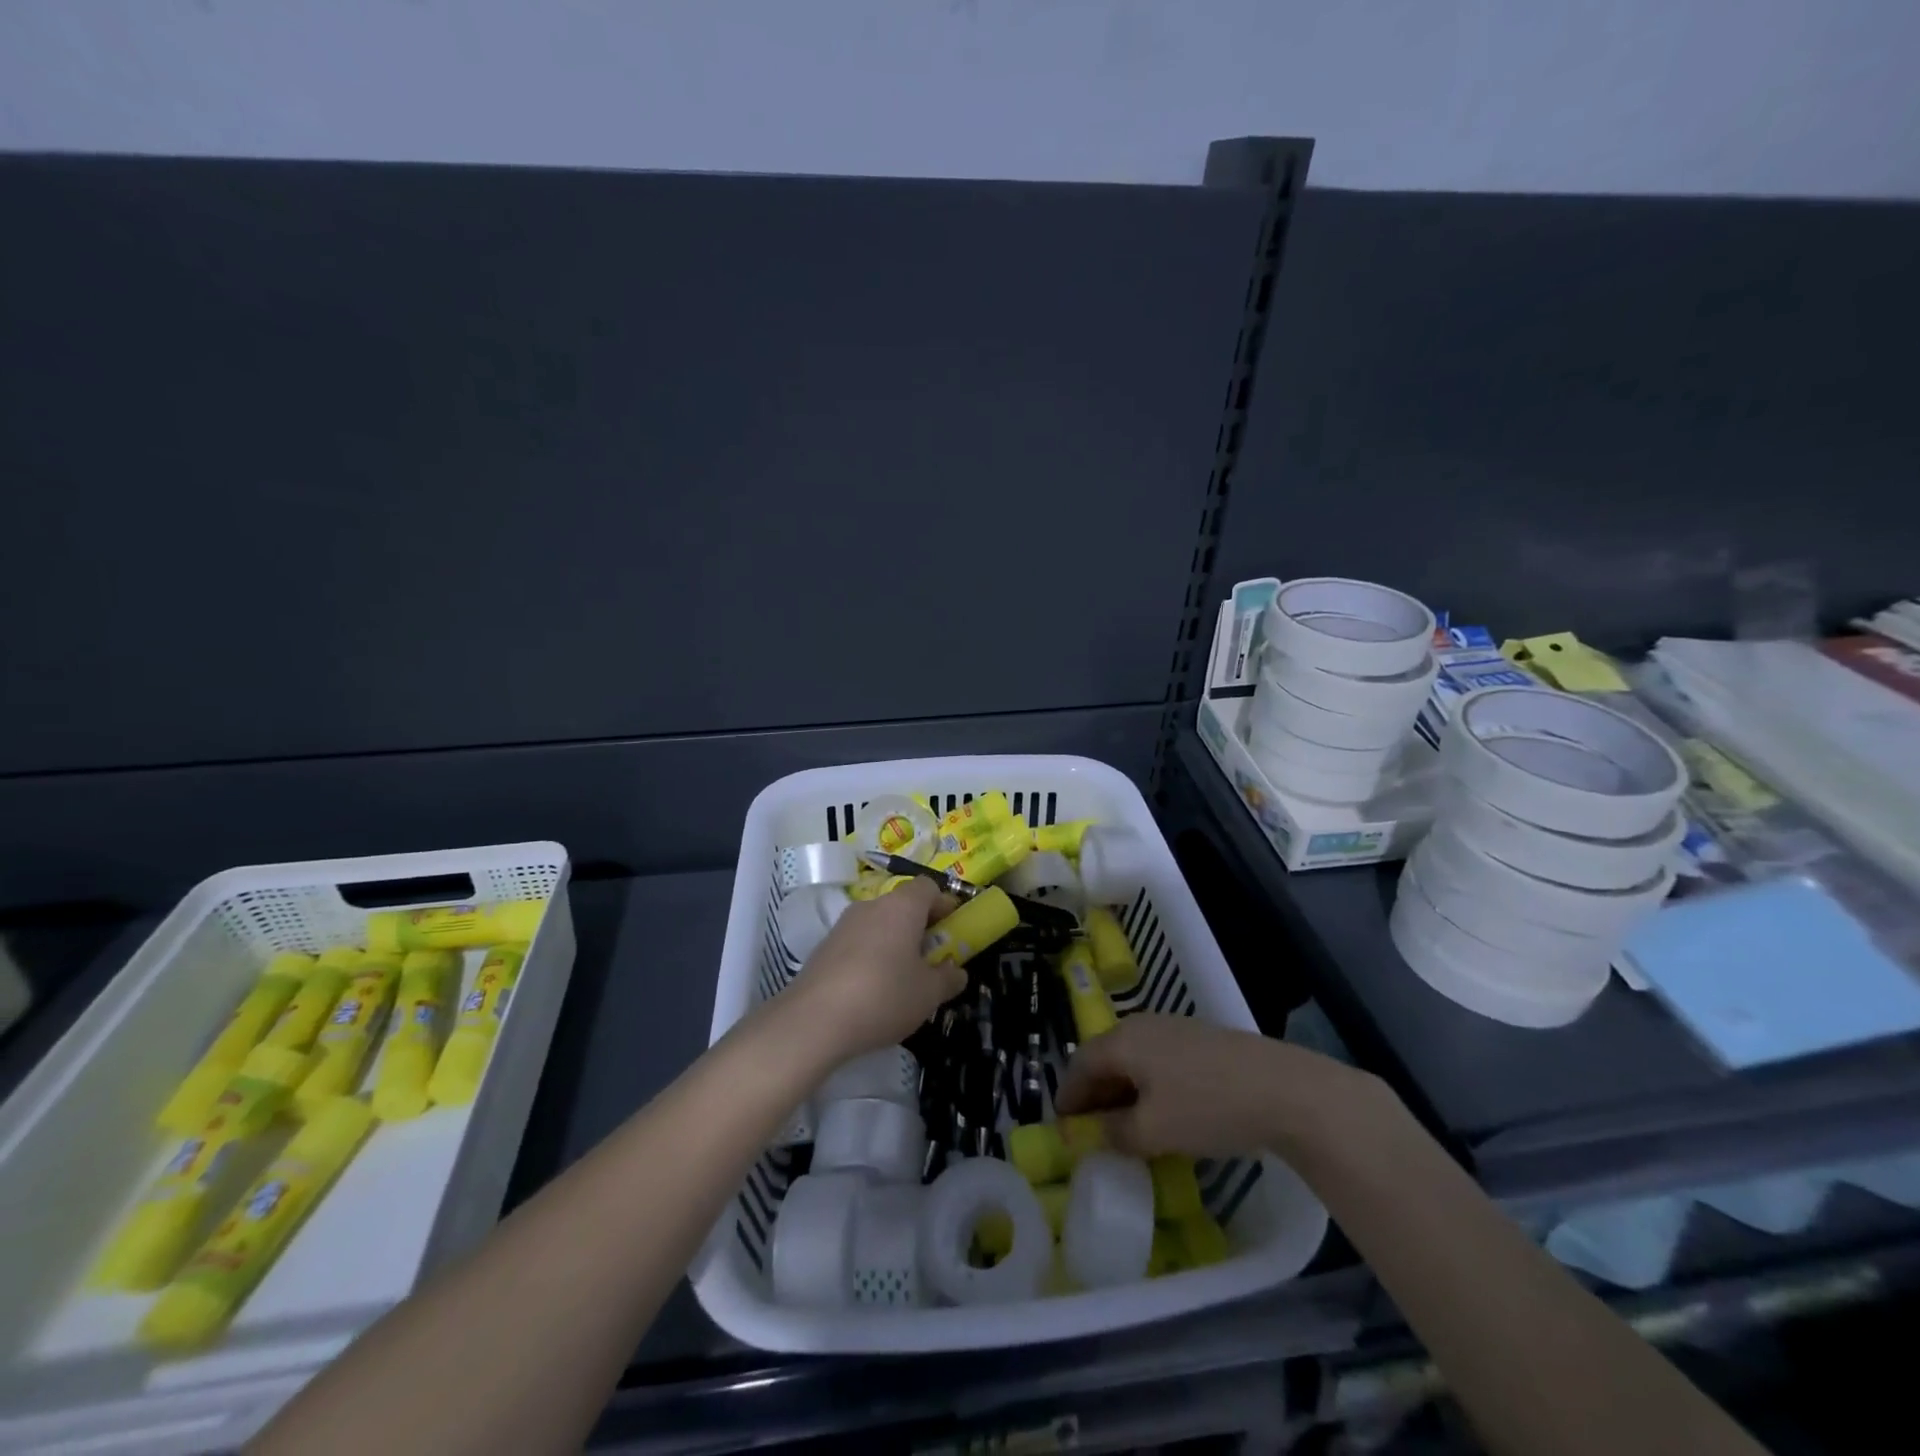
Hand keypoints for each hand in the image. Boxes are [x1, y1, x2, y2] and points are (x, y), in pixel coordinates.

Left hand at [778, 879, 966, 1064]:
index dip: (944, 904)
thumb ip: (948, 979)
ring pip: (878, 924)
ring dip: (893, 942)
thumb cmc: (884, 996)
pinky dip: (870, 956)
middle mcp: (871, 905)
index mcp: (902, 906)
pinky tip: (871, 990)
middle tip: (931, 959)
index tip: (952, 930)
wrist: (813, 1020)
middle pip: (902, 905)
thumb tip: (956, 972)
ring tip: (902, 979)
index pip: (928, 887)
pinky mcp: (823, 947)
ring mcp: (843, 924)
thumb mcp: (929, 994)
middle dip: (919, 927)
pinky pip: (857, 942)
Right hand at [1055, 1013, 1376, 1159]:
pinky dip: (1148, 1085)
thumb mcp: (1153, 1131)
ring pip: (1134, 1059)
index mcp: (1123, 1041)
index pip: (1080, 1063)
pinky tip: (1163, 1111)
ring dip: (1122, 1090)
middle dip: (1094, 1093)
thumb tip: (1096, 1133)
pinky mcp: (1201, 1040)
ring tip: (1126, 1125)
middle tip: (1091, 1128)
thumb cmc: (1208, 1107)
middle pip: (1106, 1057)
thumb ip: (1115, 1133)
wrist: (1284, 1089)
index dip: (1068, 1095)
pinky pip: (1159, 1061)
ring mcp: (1175, 1029)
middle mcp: (1143, 1026)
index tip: (1063, 1125)